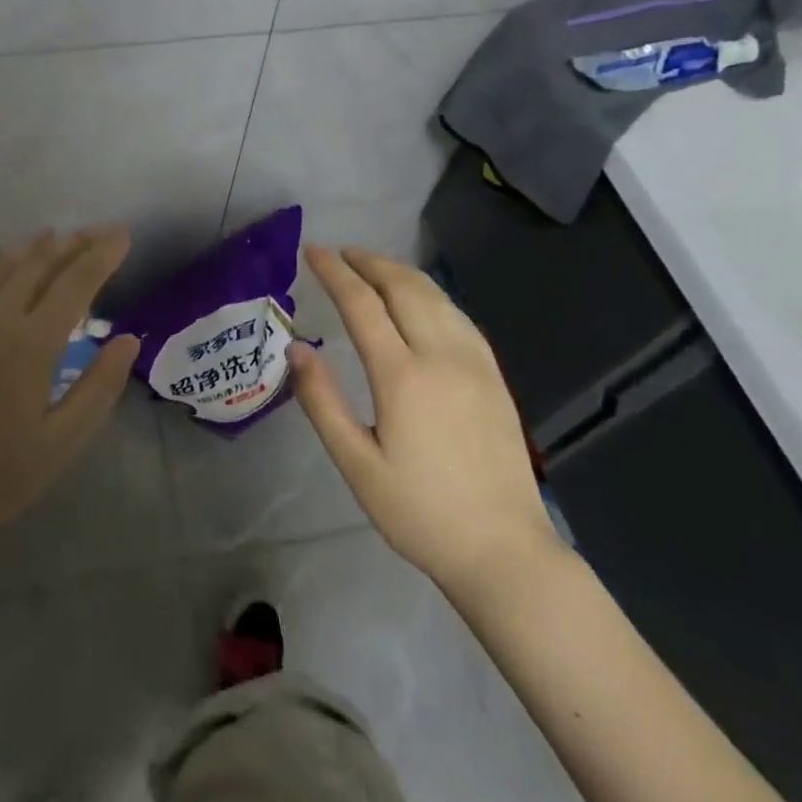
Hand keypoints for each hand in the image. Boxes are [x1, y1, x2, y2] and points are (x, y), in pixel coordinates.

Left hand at [0, 227, 139, 560]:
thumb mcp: (63, 441)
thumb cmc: (0, 475)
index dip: (102, 255)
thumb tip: (129, 339)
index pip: (74, 283)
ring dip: (37, 245)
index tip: (123, 236)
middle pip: (40, 263)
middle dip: (75, 243)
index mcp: (30, 346)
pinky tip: (11, 259)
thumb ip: (99, 386)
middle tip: (101, 232)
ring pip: (4, 263)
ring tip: (62, 236)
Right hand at [290, 245, 564, 604]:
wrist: (505, 550)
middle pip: (403, 286)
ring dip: (400, 272)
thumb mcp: (356, 465)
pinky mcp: (494, 375)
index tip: (312, 251)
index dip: (334, 272)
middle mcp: (442, 355)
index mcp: (402, 375)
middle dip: (369, 261)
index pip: (362, 304)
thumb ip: (321, 402)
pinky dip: (430, 294)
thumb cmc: (420, 512)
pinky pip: (458, 315)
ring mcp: (475, 362)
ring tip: (373, 267)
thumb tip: (296, 348)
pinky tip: (420, 301)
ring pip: (435, 296)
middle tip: (341, 252)